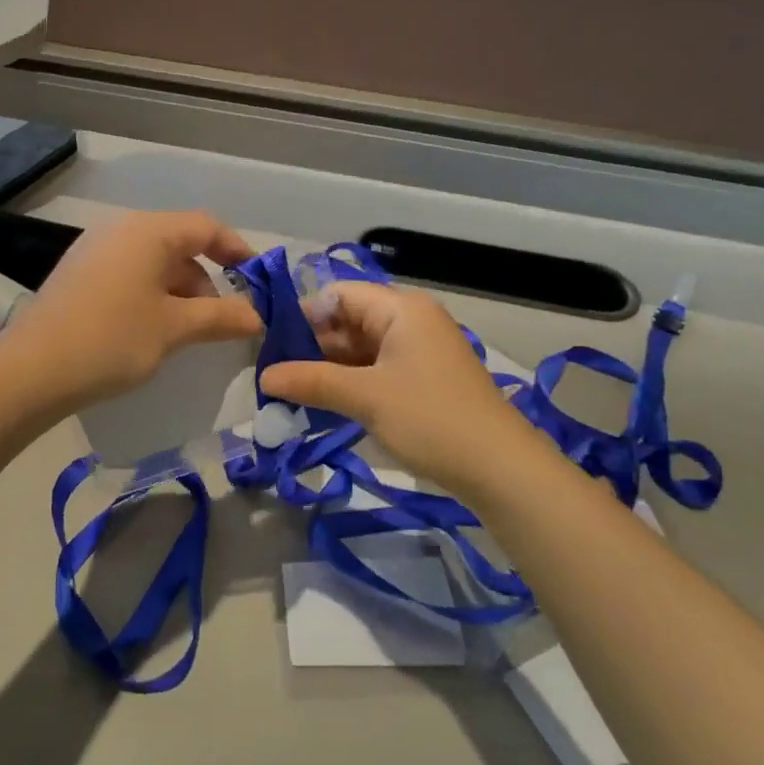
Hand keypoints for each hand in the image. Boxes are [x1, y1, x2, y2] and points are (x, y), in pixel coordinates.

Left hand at [0, 210, 261, 411]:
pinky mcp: (78, 275)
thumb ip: (222, 317)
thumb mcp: (175, 328)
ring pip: (153, 263)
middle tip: (222, 321)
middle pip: (180, 245)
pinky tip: (151, 331)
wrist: (32, 370)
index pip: (206, 227)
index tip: (258, 283)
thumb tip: (258, 317)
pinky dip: (151, 297)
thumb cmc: (113, 339)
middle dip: (208, 281)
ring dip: (180, 293)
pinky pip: (129, 276)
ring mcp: (95, 251)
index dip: (238, 251)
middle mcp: (120, 230)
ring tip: (187, 333)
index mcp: (148, 231)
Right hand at [261, 282, 530, 495]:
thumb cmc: (431, 419)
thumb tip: (263, 375)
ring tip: (289, 392)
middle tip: (272, 374)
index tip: (269, 345)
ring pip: (360, 350)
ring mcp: (418, 352)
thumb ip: (312, 381)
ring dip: (328, 369)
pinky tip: (322, 404)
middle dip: (311, 347)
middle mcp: (410, 321)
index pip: (339, 295)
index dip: (303, 316)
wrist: (500, 469)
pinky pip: (375, 371)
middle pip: (348, 321)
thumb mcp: (366, 398)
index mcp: (401, 309)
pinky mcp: (422, 380)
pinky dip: (349, 384)